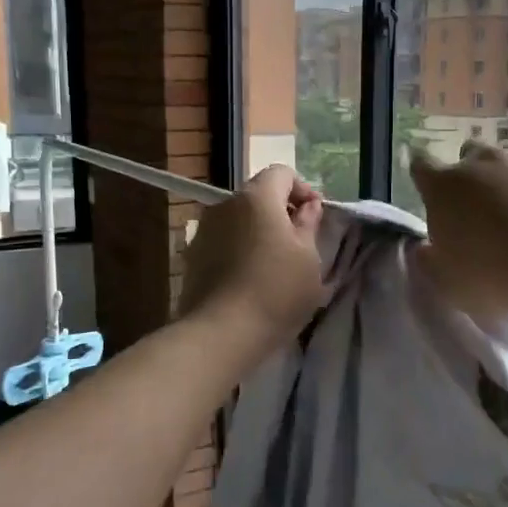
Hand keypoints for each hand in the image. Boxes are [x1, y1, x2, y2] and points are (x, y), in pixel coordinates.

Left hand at [180, 166, 325, 352]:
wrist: (221, 333)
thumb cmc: (276, 291)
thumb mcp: (309, 258)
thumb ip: (309, 224)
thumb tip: (307, 207)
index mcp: (256, 198)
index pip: (281, 173)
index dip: (303, 189)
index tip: (315, 217)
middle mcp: (224, 205)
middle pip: (258, 196)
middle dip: (280, 212)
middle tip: (300, 242)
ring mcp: (204, 231)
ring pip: (239, 220)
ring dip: (258, 232)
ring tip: (274, 264)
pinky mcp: (192, 258)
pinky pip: (223, 243)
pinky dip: (240, 251)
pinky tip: (250, 280)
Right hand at [408, 144, 507, 319]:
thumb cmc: (498, 276)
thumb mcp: (450, 285)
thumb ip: (431, 262)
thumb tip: (426, 248)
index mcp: (444, 187)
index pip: (421, 165)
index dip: (423, 174)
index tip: (430, 189)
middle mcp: (482, 161)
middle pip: (469, 155)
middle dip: (471, 176)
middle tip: (482, 210)